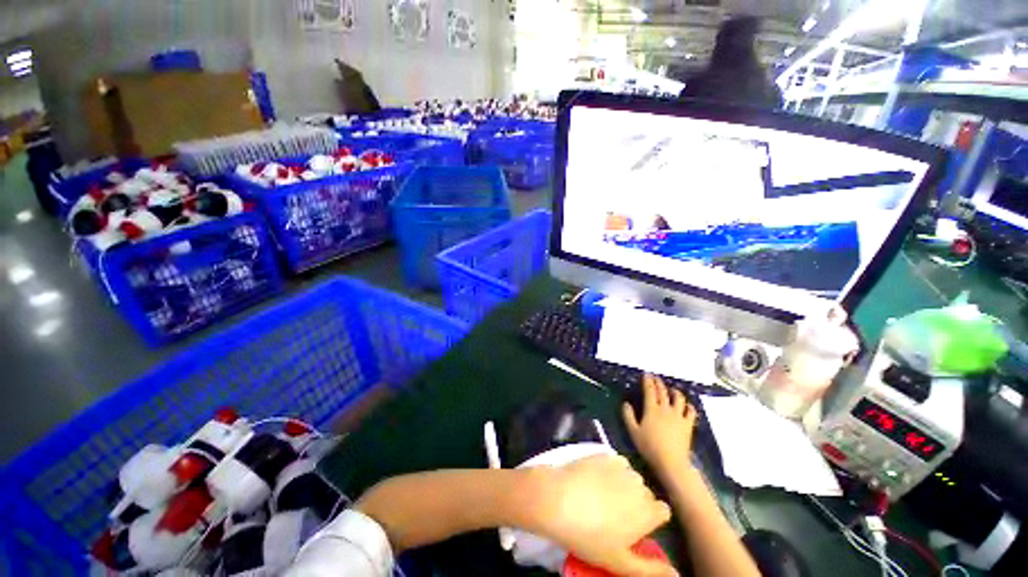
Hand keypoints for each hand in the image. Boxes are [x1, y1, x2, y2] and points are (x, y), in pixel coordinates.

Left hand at [522, 455, 676, 576]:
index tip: (635, 526)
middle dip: (636, 503)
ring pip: (630, 477)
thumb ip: (651, 570)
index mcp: (648, 511)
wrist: (557, 499)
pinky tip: (594, 480)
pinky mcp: (603, 453)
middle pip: (646, 493)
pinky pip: (614, 462)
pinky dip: (609, 470)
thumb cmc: (589, 536)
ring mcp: (620, 466)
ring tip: (602, 496)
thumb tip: (676, 574)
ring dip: (623, 485)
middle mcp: (640, 484)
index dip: (651, 519)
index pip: (663, 511)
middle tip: (614, 514)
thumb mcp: (620, 562)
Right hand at [622, 374, 696, 481]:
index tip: (646, 374)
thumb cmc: (649, 447)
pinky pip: (691, 412)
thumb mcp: (633, 432)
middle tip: (656, 378)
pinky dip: (689, 406)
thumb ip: (628, 416)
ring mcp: (678, 416)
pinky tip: (687, 406)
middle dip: (659, 383)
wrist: (671, 462)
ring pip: (679, 399)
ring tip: (672, 390)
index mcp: (651, 409)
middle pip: (663, 392)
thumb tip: (626, 403)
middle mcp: (665, 409)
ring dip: (675, 392)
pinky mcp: (688, 425)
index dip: (648, 381)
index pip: (650, 391)